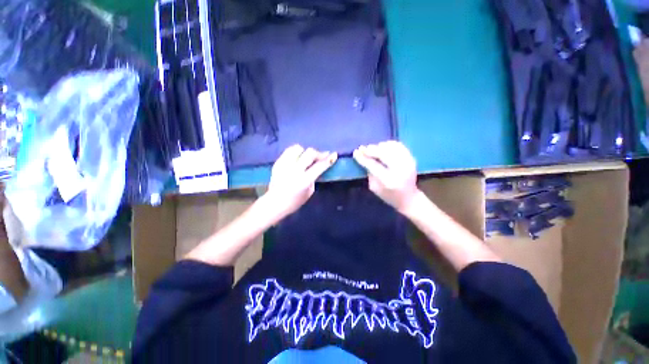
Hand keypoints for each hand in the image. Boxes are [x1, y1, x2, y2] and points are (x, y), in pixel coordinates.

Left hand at [264, 145, 336, 218]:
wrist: (274, 203)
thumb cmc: (295, 201)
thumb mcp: (309, 192)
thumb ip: (314, 178)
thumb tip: (317, 166)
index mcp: (304, 180)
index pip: (319, 166)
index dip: (328, 159)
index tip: (334, 154)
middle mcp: (294, 170)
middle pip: (309, 153)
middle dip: (318, 153)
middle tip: (322, 156)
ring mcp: (284, 165)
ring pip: (297, 148)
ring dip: (305, 151)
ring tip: (307, 157)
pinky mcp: (277, 163)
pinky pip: (288, 151)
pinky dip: (296, 152)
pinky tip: (298, 158)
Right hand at [353, 141, 418, 212]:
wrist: (409, 198)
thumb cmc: (389, 196)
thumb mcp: (374, 188)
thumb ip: (369, 173)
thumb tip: (364, 157)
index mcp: (389, 181)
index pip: (373, 165)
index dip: (363, 158)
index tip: (355, 152)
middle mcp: (400, 170)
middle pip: (383, 153)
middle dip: (371, 150)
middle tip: (362, 148)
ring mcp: (408, 163)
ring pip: (391, 147)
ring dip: (379, 146)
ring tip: (372, 149)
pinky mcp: (412, 158)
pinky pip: (399, 146)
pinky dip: (389, 144)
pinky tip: (382, 147)